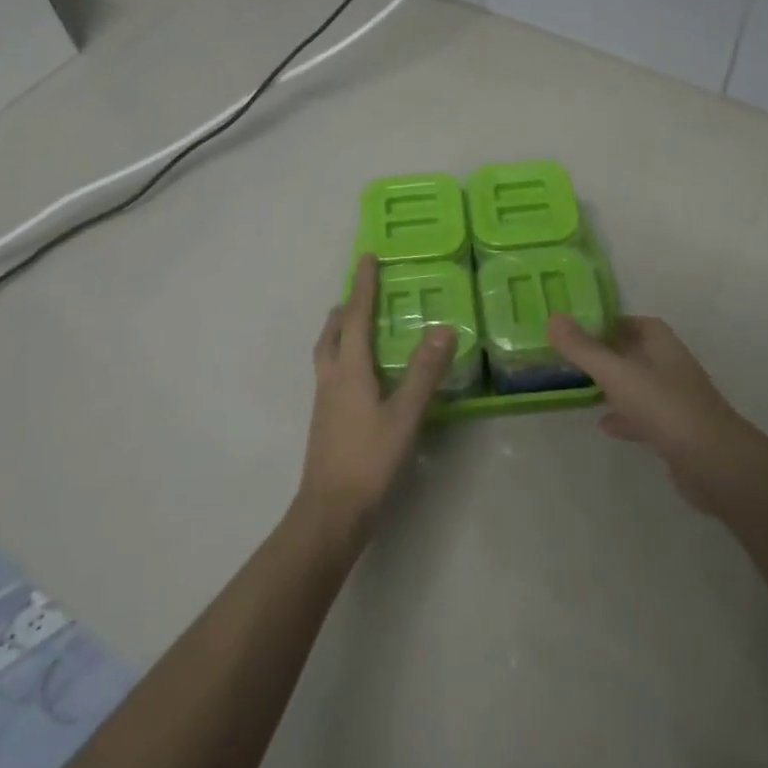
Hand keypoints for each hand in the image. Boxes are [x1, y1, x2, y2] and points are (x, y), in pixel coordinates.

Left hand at [297, 255, 453, 540]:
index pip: (355, 316)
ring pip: (328, 352)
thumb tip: (443, 328)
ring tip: (357, 324)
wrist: (330, 510)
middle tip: (361, 291)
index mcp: (349, 370)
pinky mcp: (326, 419)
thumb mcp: (404, 415)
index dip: (362, 286)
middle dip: (345, 307)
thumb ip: (424, 372)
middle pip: (332, 332)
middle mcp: (331, 378)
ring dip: (340, 330)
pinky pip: (332, 371)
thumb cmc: (368, 459)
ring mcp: (324, 400)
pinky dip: (343, 355)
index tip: (367, 257)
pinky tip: (361, 373)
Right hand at [547, 314, 765, 518]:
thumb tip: (554, 318)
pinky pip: (643, 416)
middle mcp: (670, 366)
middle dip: (605, 354)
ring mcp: (674, 400)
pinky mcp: (675, 431)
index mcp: (661, 344)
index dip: (607, 322)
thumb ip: (583, 348)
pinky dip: (624, 417)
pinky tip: (604, 425)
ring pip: (637, 385)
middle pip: (634, 352)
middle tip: (570, 358)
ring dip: (613, 386)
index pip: (633, 322)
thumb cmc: (664, 407)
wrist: (712, 462)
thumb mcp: (616, 373)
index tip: (576, 328)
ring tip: (580, 389)